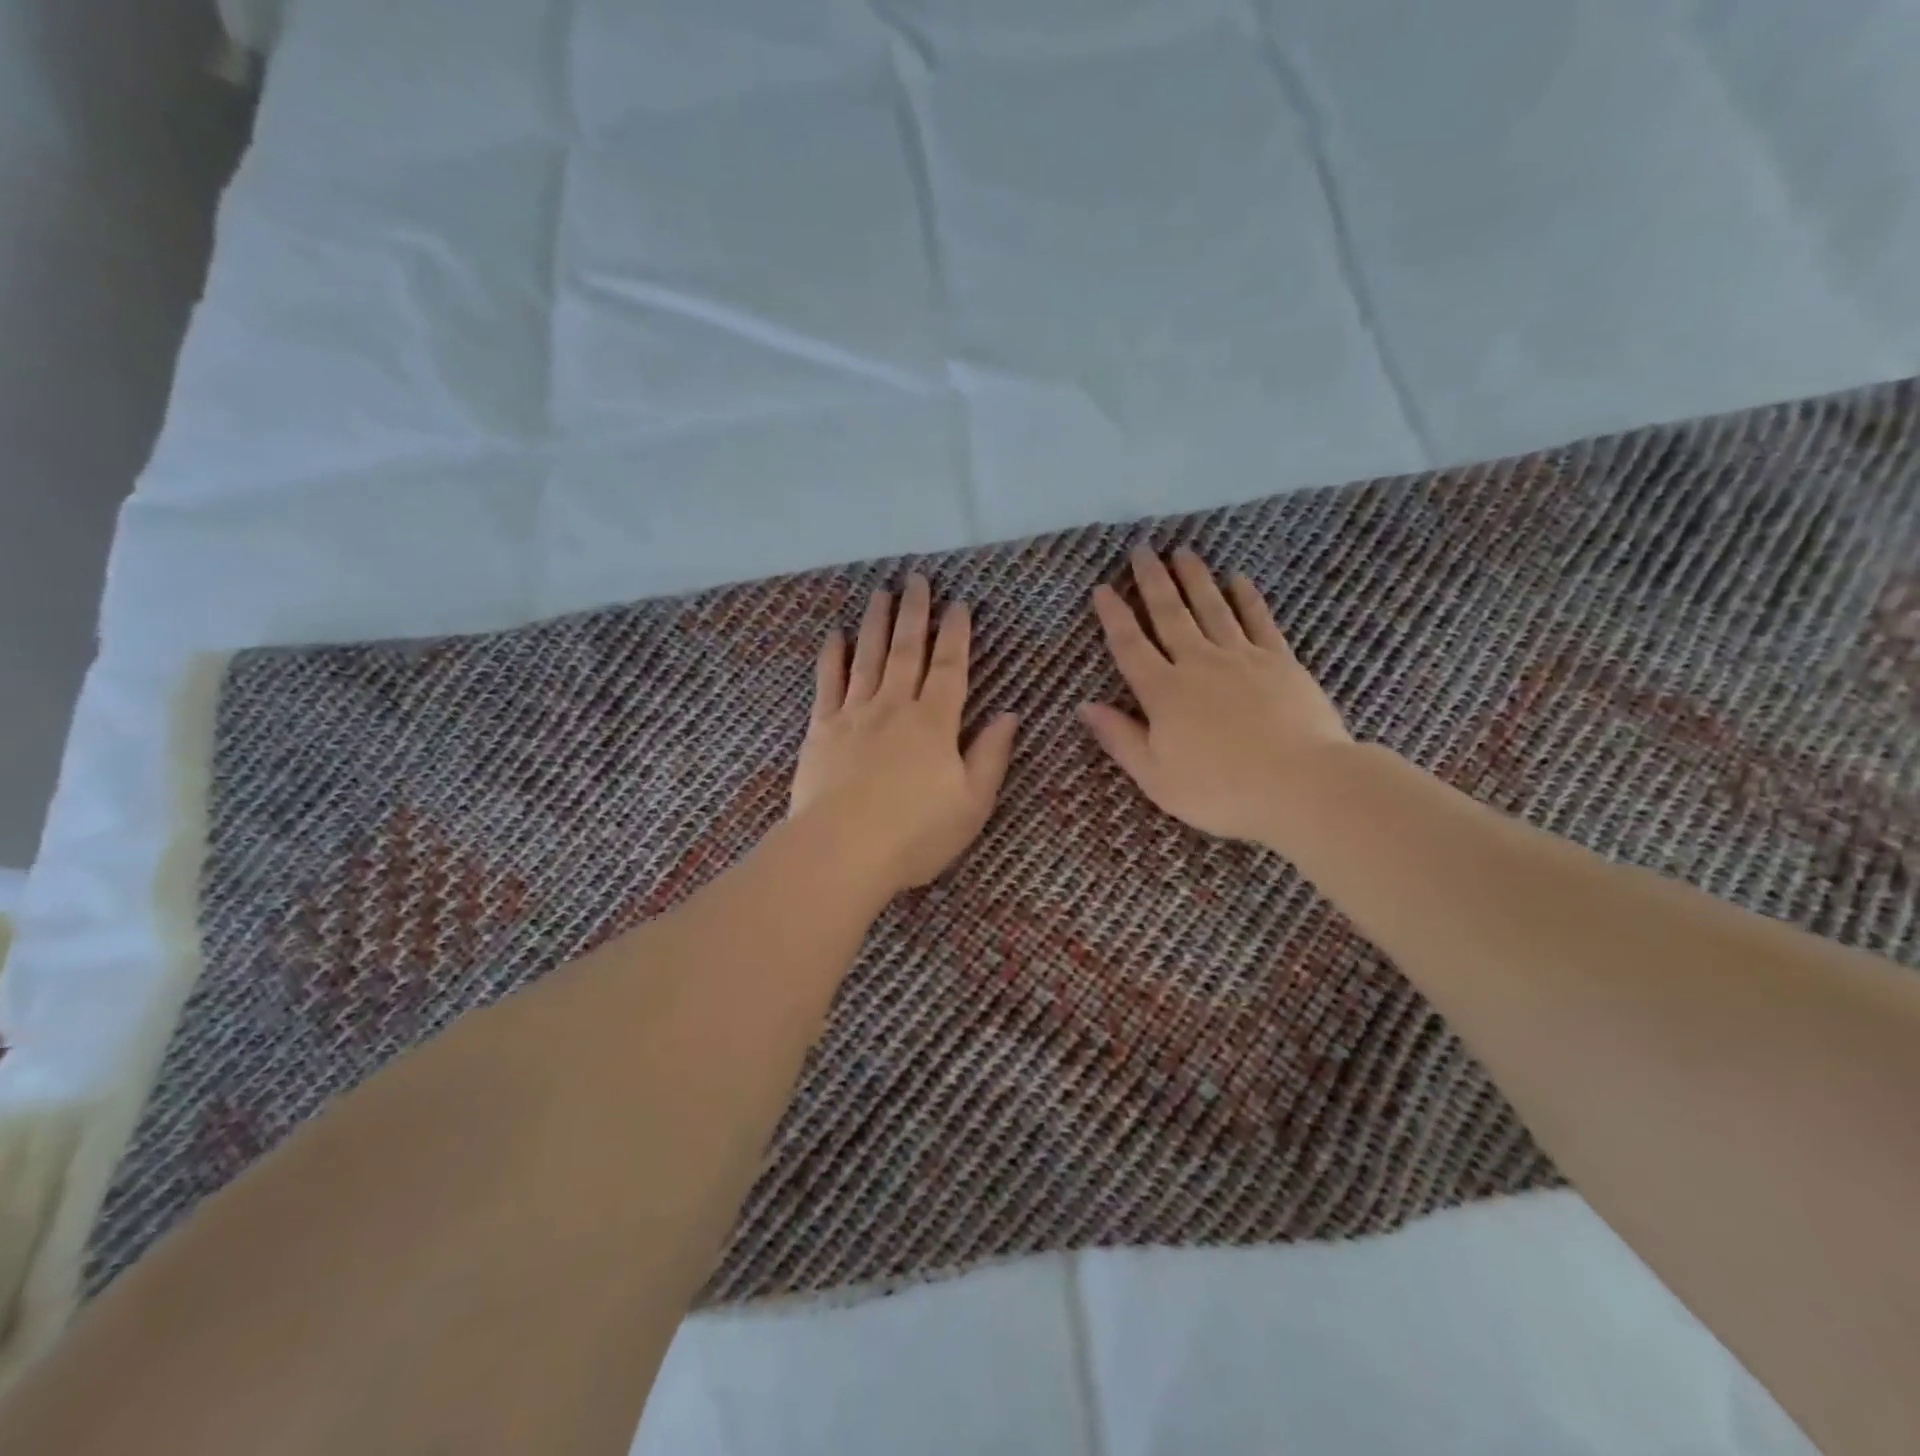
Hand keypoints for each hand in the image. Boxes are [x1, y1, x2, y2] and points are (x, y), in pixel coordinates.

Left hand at [791, 573, 1018, 895]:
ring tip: (881, 592)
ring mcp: (854, 715)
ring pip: (868, 657)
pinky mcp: (820, 729)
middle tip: (917, 579)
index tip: (958, 604)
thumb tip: (1010, 715)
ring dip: (876, 623)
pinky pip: (827, 683)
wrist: (840, 851)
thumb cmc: (915, 834)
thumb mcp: (971, 804)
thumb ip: (990, 756)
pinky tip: (836, 636)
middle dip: (915, 613)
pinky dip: (832, 657)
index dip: (957, 634)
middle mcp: (895, 707)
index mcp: (935, 723)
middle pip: (908, 650)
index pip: (951, 667)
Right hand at [1080, 546, 1352, 846]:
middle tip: (1142, 550)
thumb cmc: (1220, 791)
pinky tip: (1238, 579)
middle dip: (1152, 581)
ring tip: (1182, 552)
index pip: (1130, 646)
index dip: (1113, 616)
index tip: (1102, 588)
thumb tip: (1085, 706)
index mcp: (1163, 693)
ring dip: (1195, 578)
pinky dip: (1247, 598)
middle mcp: (1198, 664)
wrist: (1302, 785)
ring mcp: (1242, 658)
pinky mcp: (1280, 661)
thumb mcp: (1156, 777)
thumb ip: (1120, 738)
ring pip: (1212, 608)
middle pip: (1169, 614)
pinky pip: (1259, 620)